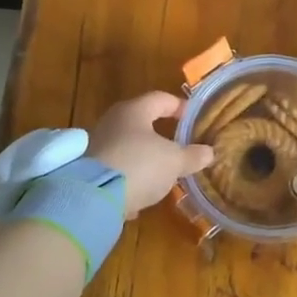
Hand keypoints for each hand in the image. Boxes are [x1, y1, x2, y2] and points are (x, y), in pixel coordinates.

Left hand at [87, 93, 214, 216]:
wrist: (92, 198)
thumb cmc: (140, 165)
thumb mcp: (175, 161)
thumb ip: (192, 156)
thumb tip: (209, 152)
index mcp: (134, 111)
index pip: (161, 98)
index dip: (179, 106)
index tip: (193, 117)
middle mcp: (112, 122)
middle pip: (140, 122)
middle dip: (160, 134)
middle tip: (178, 144)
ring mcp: (97, 146)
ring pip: (127, 147)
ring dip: (143, 158)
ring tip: (161, 173)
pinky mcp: (87, 172)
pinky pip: (115, 170)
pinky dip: (128, 179)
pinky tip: (139, 195)